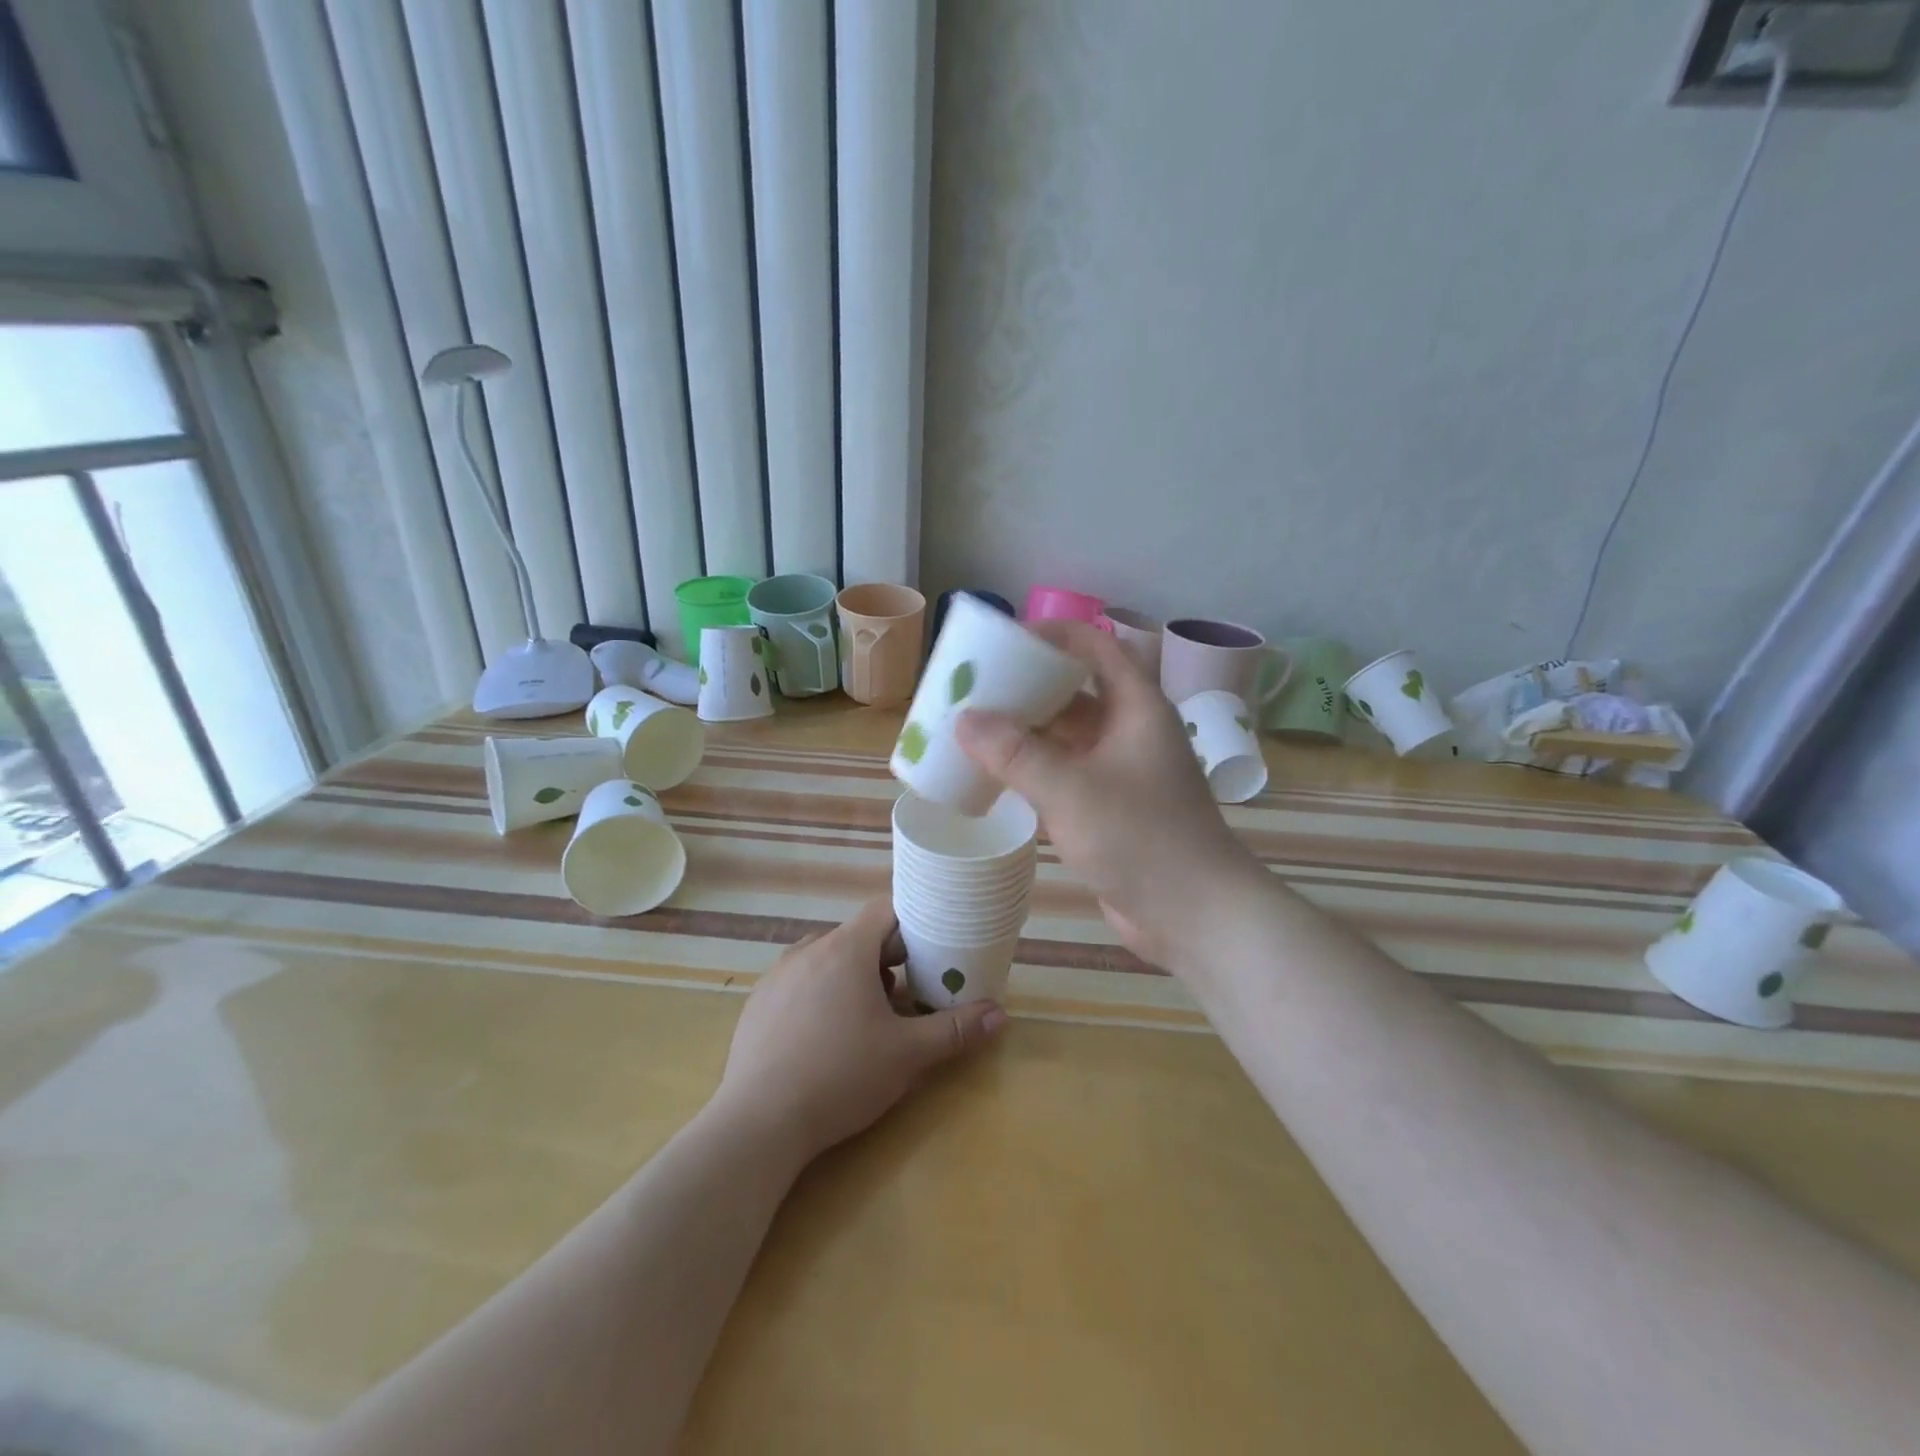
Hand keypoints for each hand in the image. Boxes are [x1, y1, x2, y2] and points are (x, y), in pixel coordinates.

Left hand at [713, 898, 1005, 1164]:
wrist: (758, 1123)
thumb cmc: (840, 1076)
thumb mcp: (907, 1055)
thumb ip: (955, 1030)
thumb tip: (999, 1014)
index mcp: (845, 949)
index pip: (886, 910)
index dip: (913, 923)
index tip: (932, 947)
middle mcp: (808, 950)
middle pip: (858, 937)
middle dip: (887, 960)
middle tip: (907, 996)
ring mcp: (777, 976)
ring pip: (827, 960)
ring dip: (853, 978)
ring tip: (868, 1021)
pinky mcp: (758, 1003)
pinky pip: (799, 983)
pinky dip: (820, 996)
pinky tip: (824, 1039)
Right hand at [955, 621, 1262, 967]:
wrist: (1193, 914)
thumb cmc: (1140, 837)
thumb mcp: (1071, 790)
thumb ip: (1015, 754)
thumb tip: (965, 719)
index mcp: (1136, 708)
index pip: (1097, 648)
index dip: (1055, 635)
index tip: (1005, 640)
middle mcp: (1130, 732)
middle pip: (1075, 693)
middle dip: (1027, 689)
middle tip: (975, 689)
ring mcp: (1121, 773)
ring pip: (1067, 739)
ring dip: (1026, 734)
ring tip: (973, 731)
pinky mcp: (1109, 809)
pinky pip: (1065, 776)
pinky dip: (1032, 773)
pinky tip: (994, 778)